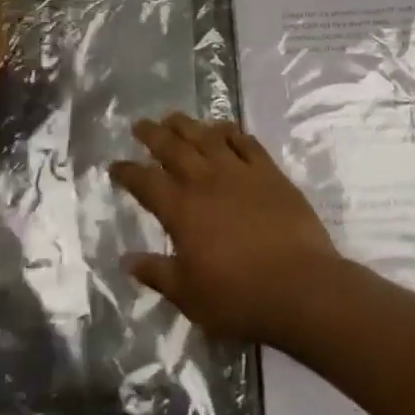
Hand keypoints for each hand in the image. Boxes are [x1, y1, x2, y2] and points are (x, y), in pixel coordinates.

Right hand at [111, 114, 341, 342]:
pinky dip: (231, 131)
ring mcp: (240, 172)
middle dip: (154, 135)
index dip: (128, 172)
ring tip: (174, 117)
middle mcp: (207, 182)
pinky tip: (224, 128)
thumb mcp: (189, 295)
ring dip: (188, 125)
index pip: (146, 183)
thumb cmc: (239, 296)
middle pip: (174, 149)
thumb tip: (126, 259)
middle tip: (140, 124)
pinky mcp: (269, 172)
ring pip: (208, 137)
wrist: (299, 284)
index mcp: (182, 211)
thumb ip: (157, 273)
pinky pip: (246, 142)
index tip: (115, 165)